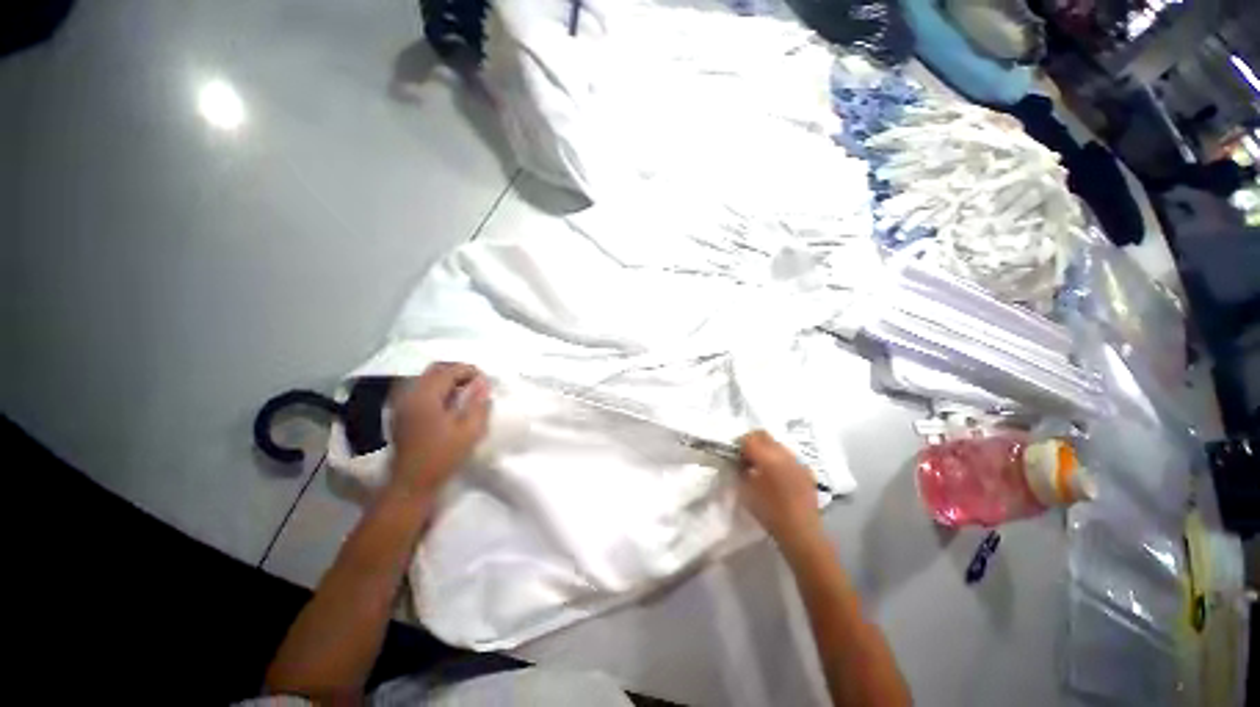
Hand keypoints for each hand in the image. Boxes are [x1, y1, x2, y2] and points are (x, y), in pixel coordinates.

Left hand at [389, 363, 491, 495]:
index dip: (470, 371)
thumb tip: (483, 382)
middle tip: (476, 384)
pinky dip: (437, 389)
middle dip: (458, 372)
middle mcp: (410, 394)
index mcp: (425, 397)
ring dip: (447, 380)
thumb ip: (478, 403)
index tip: (485, 381)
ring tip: (465, 393)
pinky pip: (420, 389)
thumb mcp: (469, 431)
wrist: (410, 483)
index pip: (449, 370)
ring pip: (427, 379)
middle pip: (435, 370)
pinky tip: (448, 404)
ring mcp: (402, 403)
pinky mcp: (401, 413)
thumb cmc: (442, 456)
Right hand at [739, 431, 821, 544]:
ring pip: (777, 444)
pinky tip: (777, 477)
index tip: (736, 457)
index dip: (739, 444)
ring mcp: (797, 461)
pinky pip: (789, 457)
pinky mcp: (806, 470)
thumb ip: (741, 470)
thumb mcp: (745, 490)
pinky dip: (779, 460)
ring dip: (767, 450)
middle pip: (764, 435)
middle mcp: (783, 453)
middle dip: (753, 442)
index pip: (749, 438)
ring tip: (762, 468)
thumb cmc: (769, 512)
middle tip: (746, 459)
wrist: (801, 532)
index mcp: (767, 457)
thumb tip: (740, 462)